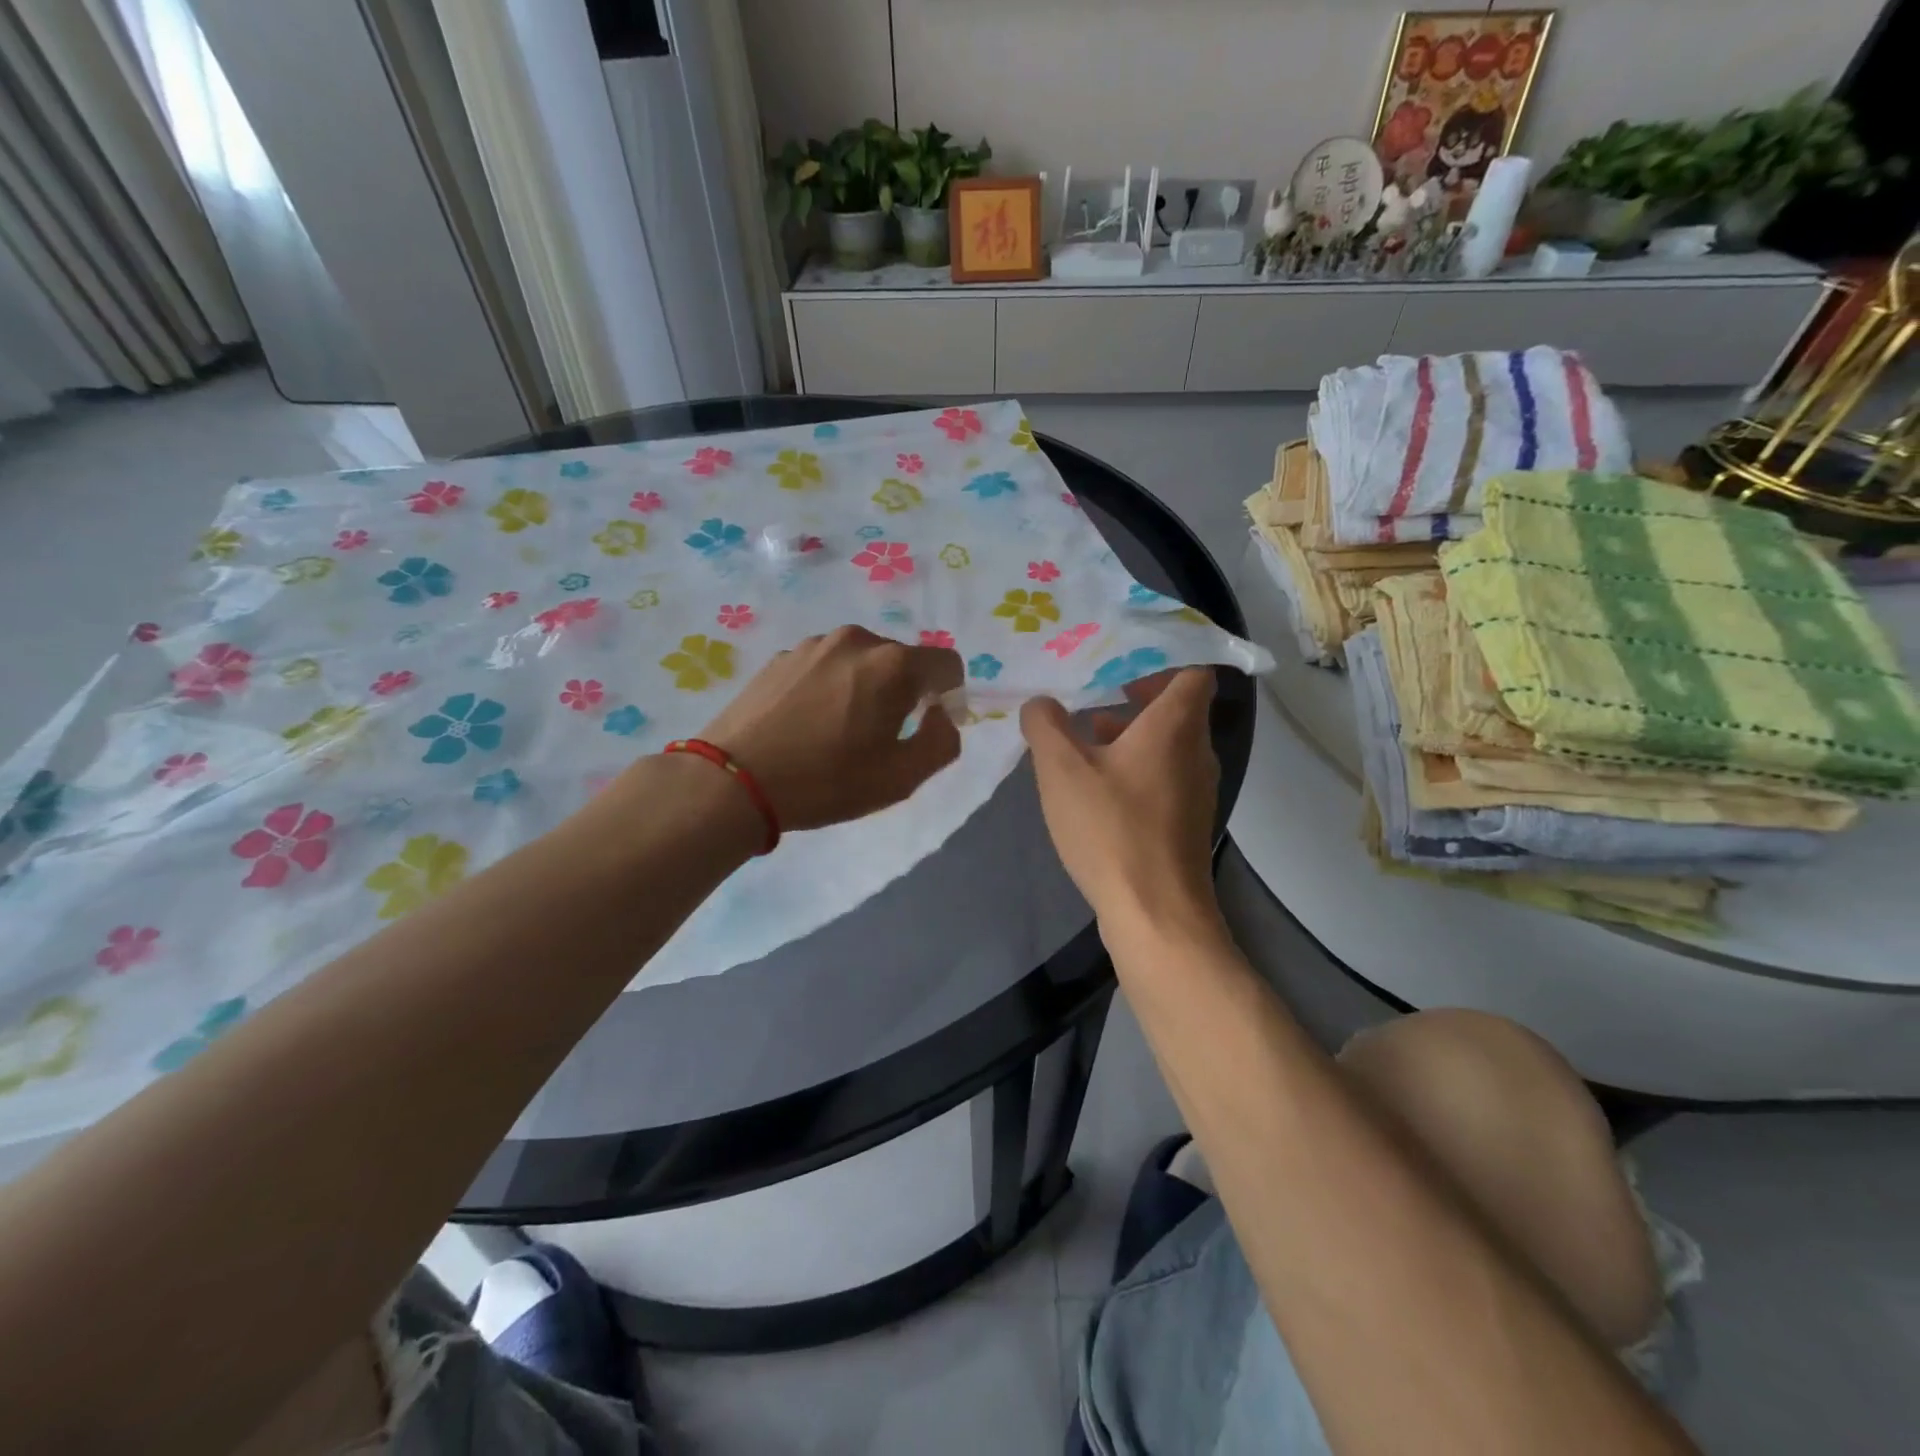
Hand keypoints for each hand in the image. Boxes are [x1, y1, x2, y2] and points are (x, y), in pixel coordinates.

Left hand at [699, 625, 963, 831]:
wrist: (733, 780)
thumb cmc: (826, 781)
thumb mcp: (900, 778)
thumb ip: (941, 742)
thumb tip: (940, 716)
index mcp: (892, 664)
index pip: (947, 664)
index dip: (949, 696)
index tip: (929, 726)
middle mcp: (856, 640)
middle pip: (902, 660)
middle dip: (905, 692)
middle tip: (882, 735)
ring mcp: (814, 644)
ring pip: (861, 661)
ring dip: (865, 687)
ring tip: (839, 729)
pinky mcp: (781, 656)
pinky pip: (825, 665)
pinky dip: (831, 686)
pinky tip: (808, 722)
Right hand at [1021, 668, 1222, 933]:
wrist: (1156, 913)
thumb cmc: (1111, 828)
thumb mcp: (1061, 769)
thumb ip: (1045, 725)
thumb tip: (1041, 703)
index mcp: (1175, 726)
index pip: (1192, 672)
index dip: (1160, 660)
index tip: (1119, 661)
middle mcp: (1196, 751)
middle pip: (1176, 707)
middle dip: (1132, 698)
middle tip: (1090, 696)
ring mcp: (1196, 789)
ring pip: (1168, 744)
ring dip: (1129, 736)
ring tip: (1081, 740)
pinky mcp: (1187, 821)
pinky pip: (1163, 776)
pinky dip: (1134, 768)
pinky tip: (1094, 788)